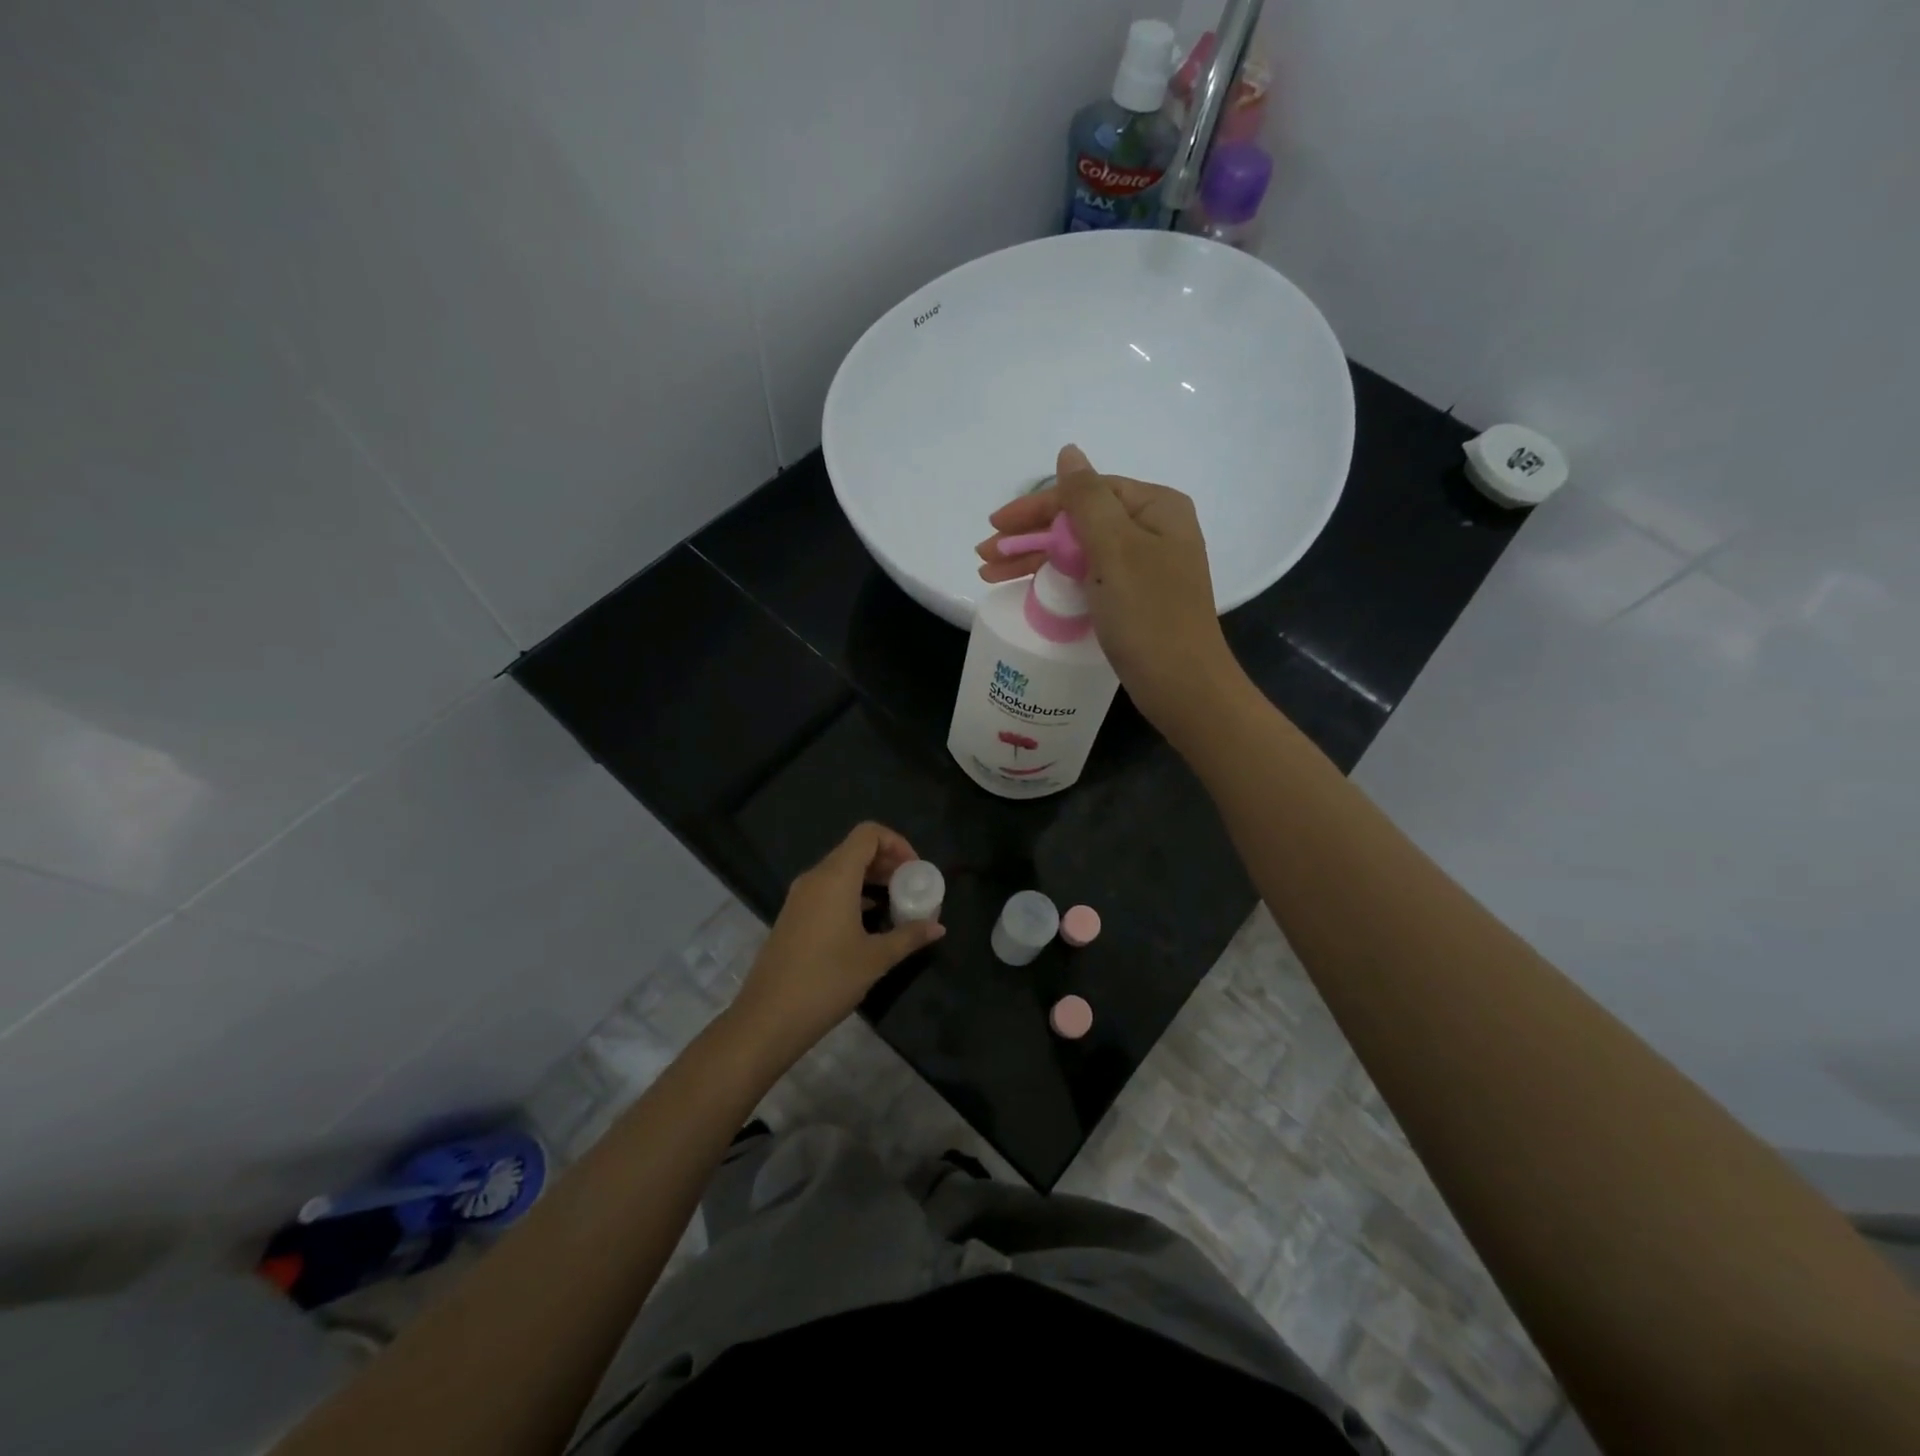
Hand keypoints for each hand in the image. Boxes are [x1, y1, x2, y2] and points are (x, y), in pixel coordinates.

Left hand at [730, 822, 944, 1061]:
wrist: (768, 1018)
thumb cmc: (827, 981)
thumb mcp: (875, 959)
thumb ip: (909, 936)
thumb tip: (938, 927)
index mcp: (835, 877)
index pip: (868, 834)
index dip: (896, 843)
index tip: (915, 870)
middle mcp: (815, 878)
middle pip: (855, 850)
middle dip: (887, 862)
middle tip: (911, 887)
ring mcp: (800, 897)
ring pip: (841, 871)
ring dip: (871, 880)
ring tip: (896, 904)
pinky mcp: (793, 916)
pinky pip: (828, 890)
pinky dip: (852, 895)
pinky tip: (870, 922)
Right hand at [977, 444, 1238, 737]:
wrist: (1182, 686)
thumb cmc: (1148, 614)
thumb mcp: (1115, 548)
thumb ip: (1087, 498)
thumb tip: (1069, 452)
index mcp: (1156, 508)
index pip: (1085, 492)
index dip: (1036, 507)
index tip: (995, 526)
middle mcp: (1153, 531)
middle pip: (1080, 521)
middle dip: (1029, 537)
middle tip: (984, 556)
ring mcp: (1145, 567)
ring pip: (1080, 551)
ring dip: (1035, 559)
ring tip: (990, 574)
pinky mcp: (1135, 599)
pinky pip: (1088, 576)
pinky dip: (1056, 579)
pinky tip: (1029, 587)